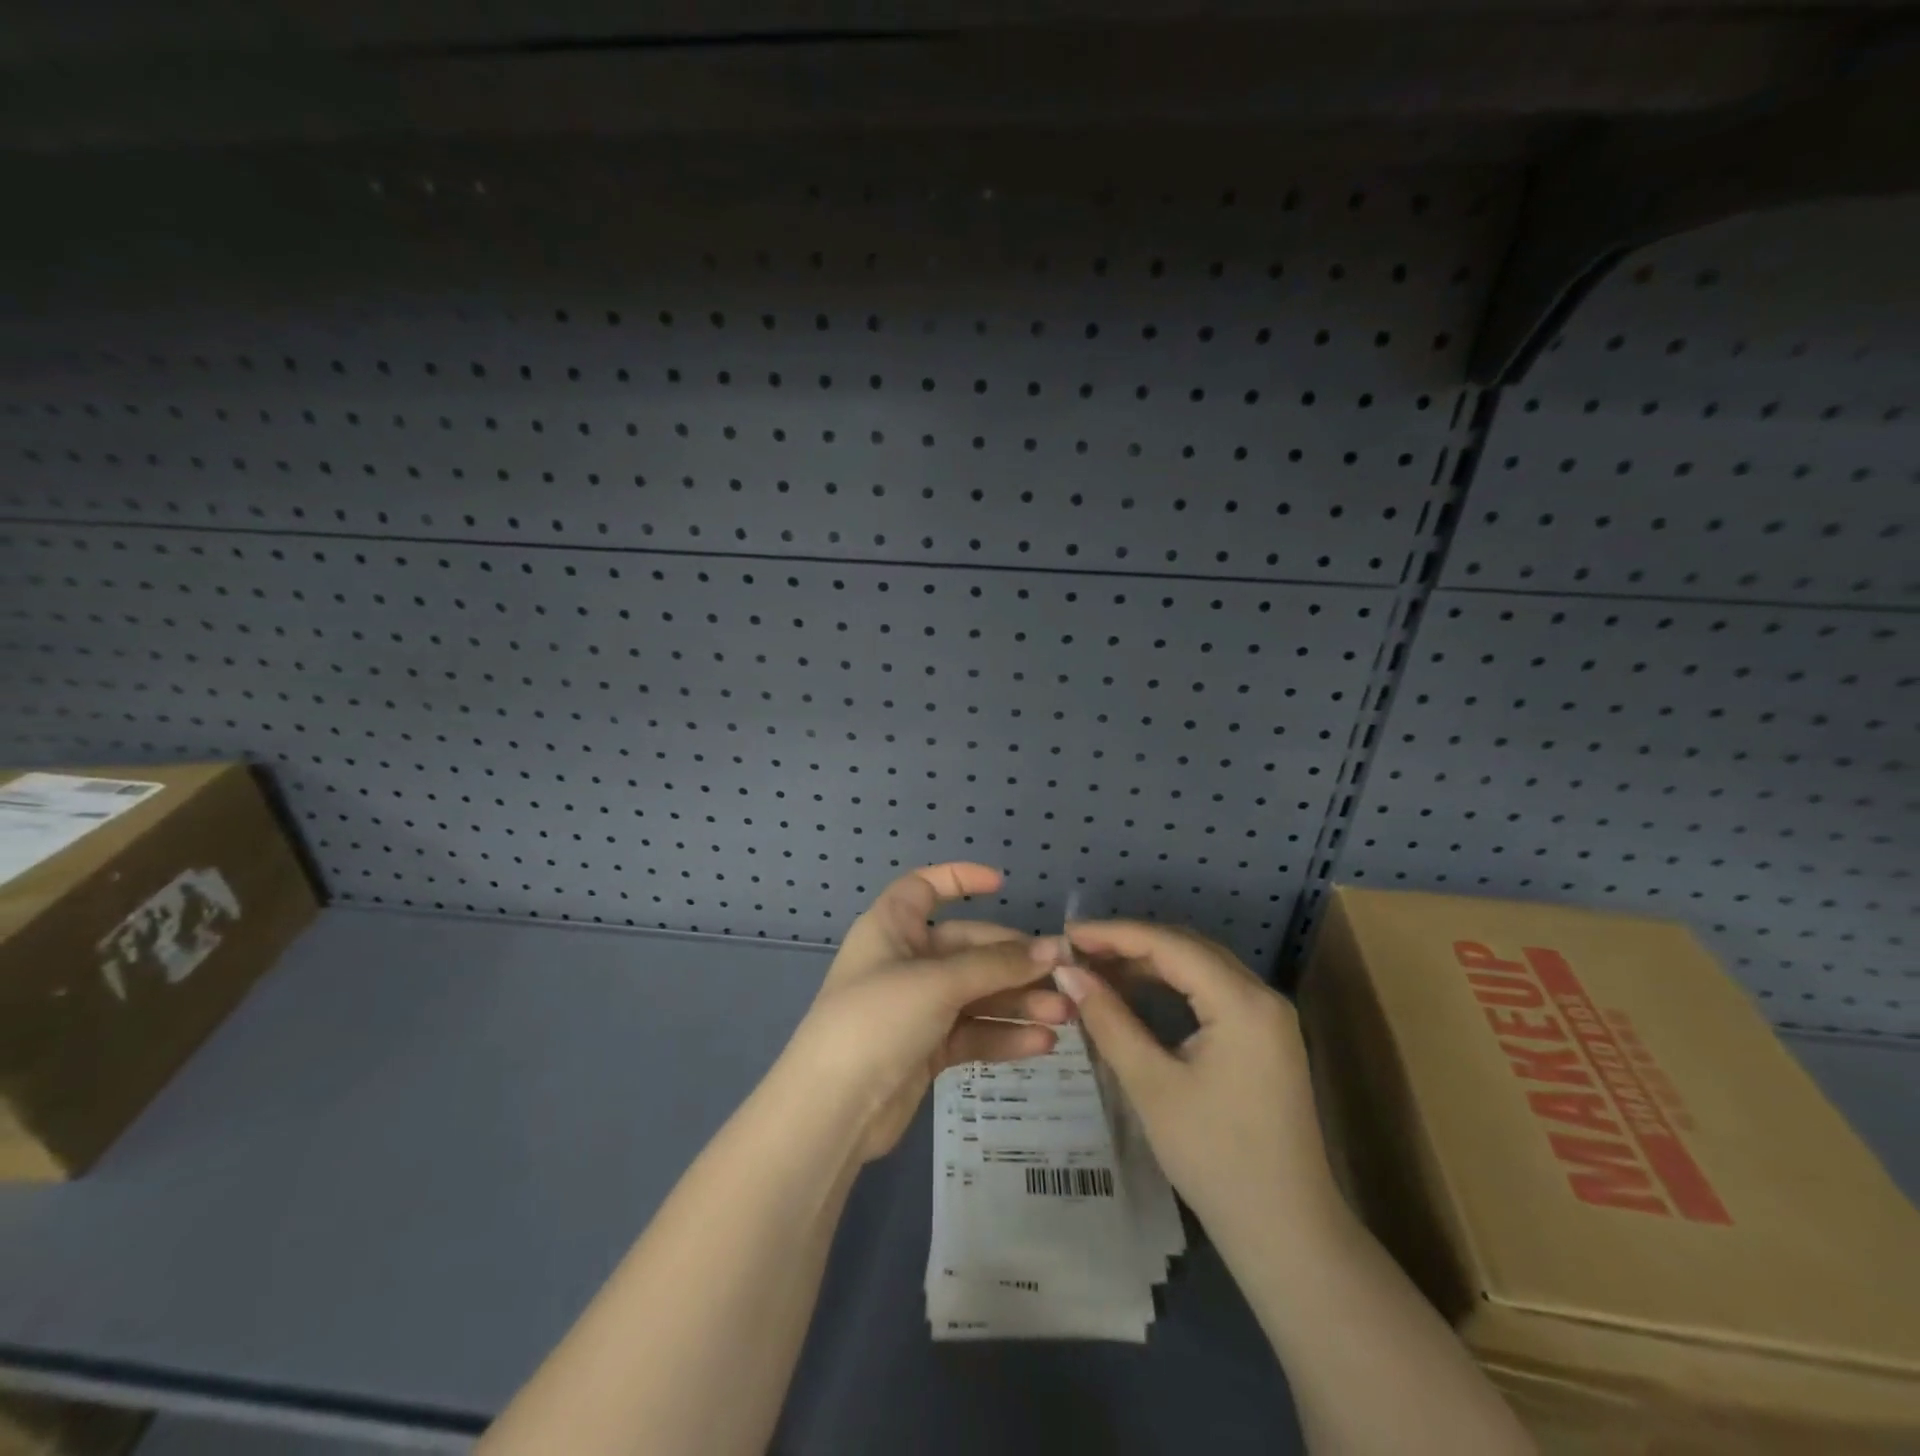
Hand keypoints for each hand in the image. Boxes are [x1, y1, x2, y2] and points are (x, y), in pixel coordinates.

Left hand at [784, 864, 1072, 1162]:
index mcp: (892, 927)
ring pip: (977, 994)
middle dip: (1014, 962)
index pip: (925, 887)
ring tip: (1064, 1015)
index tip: (1002, 884)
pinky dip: (1004, 1036)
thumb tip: (1051, 950)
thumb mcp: (938, 983)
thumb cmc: (877, 1019)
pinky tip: (1042, 1043)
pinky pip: (973, 1032)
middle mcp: (905, 960)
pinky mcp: (928, 1048)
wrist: (833, 1109)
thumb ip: (996, 966)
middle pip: (968, 948)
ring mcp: (917, 1006)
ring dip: (1018, 1002)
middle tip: (1063, 974)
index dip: (959, 878)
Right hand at [1033, 921, 1334, 1243]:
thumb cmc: (1215, 1158)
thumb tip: (1067, 971)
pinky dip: (1171, 985)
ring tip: (1098, 968)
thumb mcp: (1151, 1085)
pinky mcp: (1264, 1037)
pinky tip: (1136, 993)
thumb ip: (1108, 1020)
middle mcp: (1261, 995)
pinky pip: (1211, 990)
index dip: (1114, 934)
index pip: (1169, 945)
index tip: (1067, 934)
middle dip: (1130, 944)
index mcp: (1242, 1002)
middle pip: (1187, 947)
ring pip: (1200, 967)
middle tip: (1078, 951)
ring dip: (1149, 963)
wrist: (1287, 1232)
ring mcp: (1268, 1016)